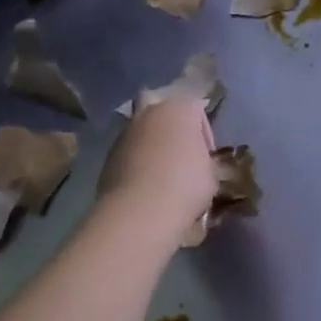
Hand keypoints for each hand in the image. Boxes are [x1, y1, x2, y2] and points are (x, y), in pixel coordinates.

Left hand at [97, 99, 216, 245]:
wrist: (139, 212)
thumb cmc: (185, 185)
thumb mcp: (211, 175)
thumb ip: (204, 161)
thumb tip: (197, 166)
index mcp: (180, 109)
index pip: (197, 110)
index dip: (205, 134)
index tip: (207, 157)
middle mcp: (150, 113)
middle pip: (161, 108)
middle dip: (170, 124)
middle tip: (179, 150)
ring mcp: (126, 133)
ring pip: (141, 130)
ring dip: (151, 144)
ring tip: (161, 173)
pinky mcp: (108, 155)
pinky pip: (128, 152)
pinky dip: (135, 162)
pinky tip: (144, 185)